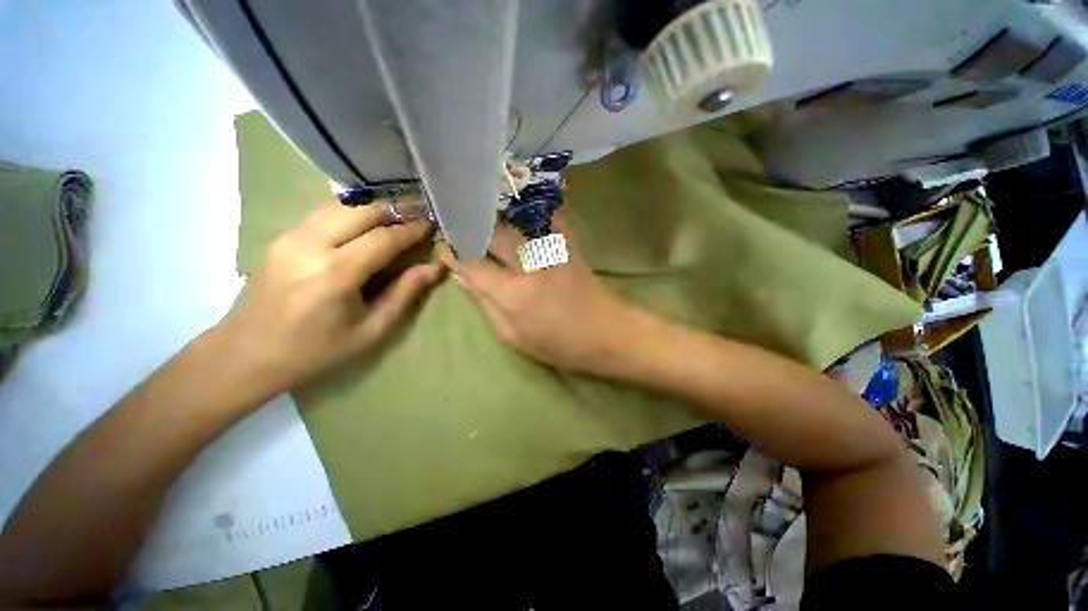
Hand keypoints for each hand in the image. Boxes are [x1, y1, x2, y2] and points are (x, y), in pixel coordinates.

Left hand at [218, 202, 441, 396]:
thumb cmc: (316, 351)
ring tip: (394, 221)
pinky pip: (323, 214)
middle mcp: (310, 245)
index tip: (431, 225)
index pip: (383, 238)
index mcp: (335, 273)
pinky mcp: (281, 238)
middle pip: (360, 211)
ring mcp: (290, 237)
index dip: (411, 230)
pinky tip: (362, 228)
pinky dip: (350, 214)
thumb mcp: (371, 331)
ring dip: (371, 210)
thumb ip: (404, 294)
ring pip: (339, 206)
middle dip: (393, 212)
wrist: (245, 355)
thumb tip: (434, 268)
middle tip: (415, 219)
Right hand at [439, 217, 640, 373]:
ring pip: (514, 219)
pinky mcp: (568, 244)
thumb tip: (462, 278)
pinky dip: (528, 211)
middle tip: (461, 230)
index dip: (453, 253)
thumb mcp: (514, 337)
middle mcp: (530, 264)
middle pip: (492, 233)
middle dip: (472, 229)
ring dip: (495, 217)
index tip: (444, 249)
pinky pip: (545, 216)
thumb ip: (485, 306)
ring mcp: (552, 250)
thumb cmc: (560, 344)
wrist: (608, 333)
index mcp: (513, 294)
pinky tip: (517, 211)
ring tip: (482, 219)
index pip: (472, 263)